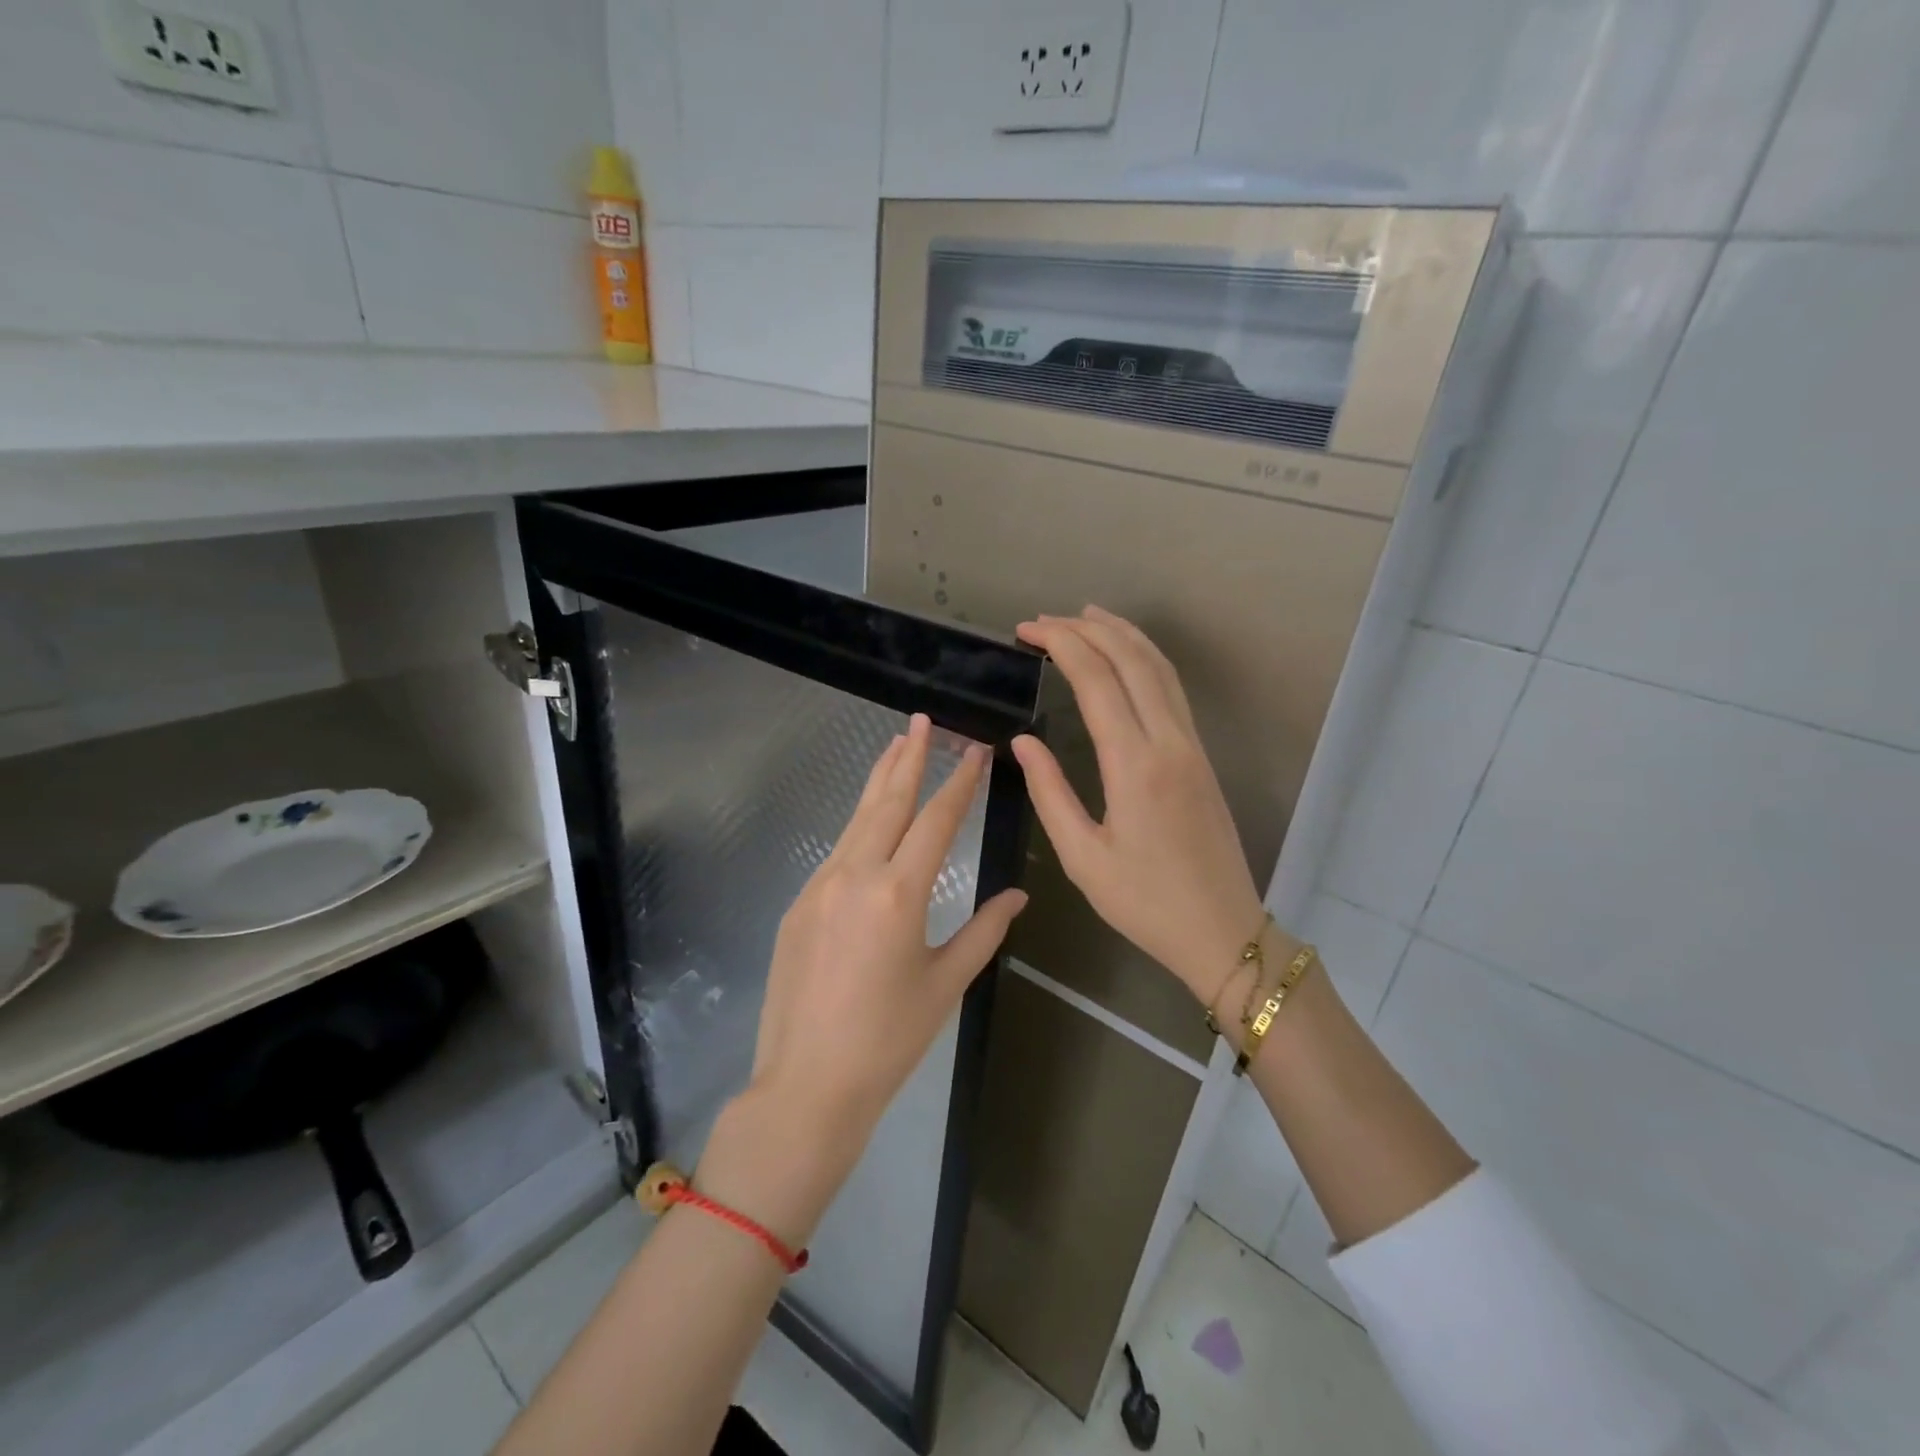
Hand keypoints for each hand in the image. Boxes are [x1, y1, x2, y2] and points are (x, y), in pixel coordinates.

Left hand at [750, 713, 1028, 1138]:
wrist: (807, 1085)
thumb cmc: (889, 1040)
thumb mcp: (946, 984)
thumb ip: (984, 932)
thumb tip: (1018, 896)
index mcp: (898, 894)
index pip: (935, 821)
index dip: (959, 784)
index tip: (974, 752)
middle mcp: (855, 876)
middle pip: (887, 803)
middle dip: (908, 758)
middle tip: (922, 722)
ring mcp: (819, 886)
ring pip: (856, 820)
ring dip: (878, 782)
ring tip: (894, 747)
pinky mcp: (798, 904)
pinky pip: (836, 852)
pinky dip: (859, 826)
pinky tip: (869, 821)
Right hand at [1012, 608, 1272, 1001]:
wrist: (1222, 930)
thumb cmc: (1144, 902)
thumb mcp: (1082, 857)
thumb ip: (1050, 792)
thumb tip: (1023, 742)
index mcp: (1135, 765)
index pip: (1097, 680)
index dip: (1061, 645)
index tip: (1026, 631)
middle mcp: (1168, 741)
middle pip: (1131, 660)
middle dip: (1086, 629)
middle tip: (1044, 620)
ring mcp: (1191, 745)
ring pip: (1159, 668)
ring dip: (1122, 634)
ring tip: (1085, 616)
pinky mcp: (1200, 756)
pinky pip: (1172, 689)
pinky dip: (1145, 658)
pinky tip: (1127, 657)